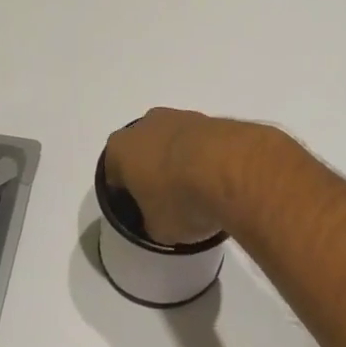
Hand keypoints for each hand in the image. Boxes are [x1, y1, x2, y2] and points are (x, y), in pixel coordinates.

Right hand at [104, 108, 248, 244]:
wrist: (231, 170)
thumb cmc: (181, 200)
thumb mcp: (159, 229)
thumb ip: (153, 222)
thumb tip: (161, 221)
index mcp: (121, 149)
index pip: (113, 172)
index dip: (125, 192)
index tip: (139, 209)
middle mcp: (147, 125)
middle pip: (144, 150)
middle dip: (153, 171)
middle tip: (168, 199)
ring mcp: (181, 117)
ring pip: (174, 142)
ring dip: (182, 161)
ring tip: (199, 191)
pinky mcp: (213, 119)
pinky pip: (202, 142)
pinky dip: (206, 157)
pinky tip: (218, 180)